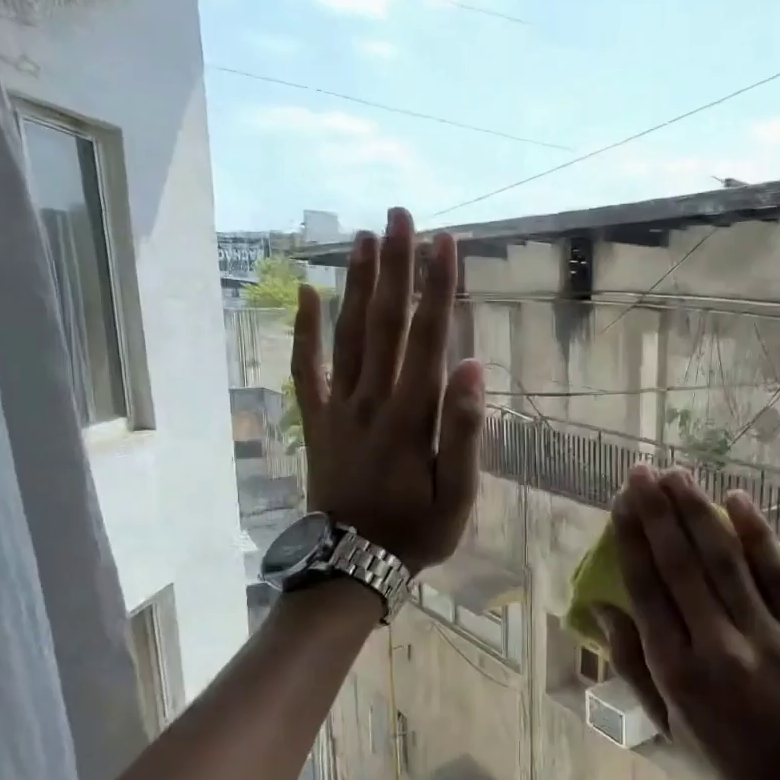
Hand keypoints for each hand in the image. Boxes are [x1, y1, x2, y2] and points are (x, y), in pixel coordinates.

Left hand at [291, 208, 484, 570]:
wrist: (353, 564)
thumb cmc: (416, 531)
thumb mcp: (458, 494)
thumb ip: (465, 431)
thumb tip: (474, 367)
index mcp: (412, 416)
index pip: (428, 339)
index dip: (438, 288)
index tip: (445, 242)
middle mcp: (372, 400)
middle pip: (385, 323)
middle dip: (396, 267)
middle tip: (400, 215)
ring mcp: (339, 408)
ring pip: (348, 335)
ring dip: (357, 284)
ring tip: (366, 237)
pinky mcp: (317, 421)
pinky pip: (306, 369)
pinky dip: (304, 331)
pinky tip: (306, 292)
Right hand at [598, 466, 779, 779]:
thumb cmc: (733, 767)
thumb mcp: (670, 727)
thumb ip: (633, 666)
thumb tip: (604, 608)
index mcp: (677, 673)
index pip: (646, 589)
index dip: (632, 539)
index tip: (621, 502)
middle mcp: (717, 648)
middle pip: (681, 565)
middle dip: (658, 512)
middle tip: (642, 472)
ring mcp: (768, 639)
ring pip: (725, 560)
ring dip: (699, 513)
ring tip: (678, 476)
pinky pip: (779, 576)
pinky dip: (759, 535)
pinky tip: (738, 501)